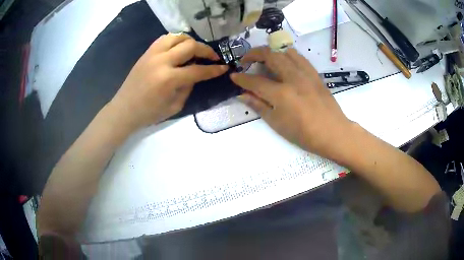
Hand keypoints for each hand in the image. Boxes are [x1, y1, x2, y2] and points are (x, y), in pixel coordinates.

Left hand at [109, 33, 228, 130]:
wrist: (124, 109)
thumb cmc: (148, 113)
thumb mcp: (174, 106)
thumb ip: (188, 88)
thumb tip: (195, 73)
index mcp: (169, 79)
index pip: (198, 70)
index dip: (214, 69)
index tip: (224, 67)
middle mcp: (161, 61)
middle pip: (190, 46)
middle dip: (206, 50)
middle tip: (213, 57)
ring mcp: (152, 54)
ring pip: (178, 37)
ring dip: (191, 41)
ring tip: (195, 50)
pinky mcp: (147, 52)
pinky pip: (165, 38)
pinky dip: (176, 40)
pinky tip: (179, 48)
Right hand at [231, 47, 352, 159]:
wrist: (333, 133)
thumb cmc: (304, 134)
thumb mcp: (277, 123)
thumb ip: (259, 106)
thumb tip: (242, 95)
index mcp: (281, 94)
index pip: (255, 81)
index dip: (241, 78)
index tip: (233, 76)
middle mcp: (293, 78)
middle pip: (270, 55)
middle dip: (254, 53)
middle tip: (246, 59)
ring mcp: (306, 74)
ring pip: (285, 52)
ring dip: (271, 51)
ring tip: (265, 58)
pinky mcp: (315, 74)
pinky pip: (299, 57)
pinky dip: (287, 55)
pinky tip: (284, 62)